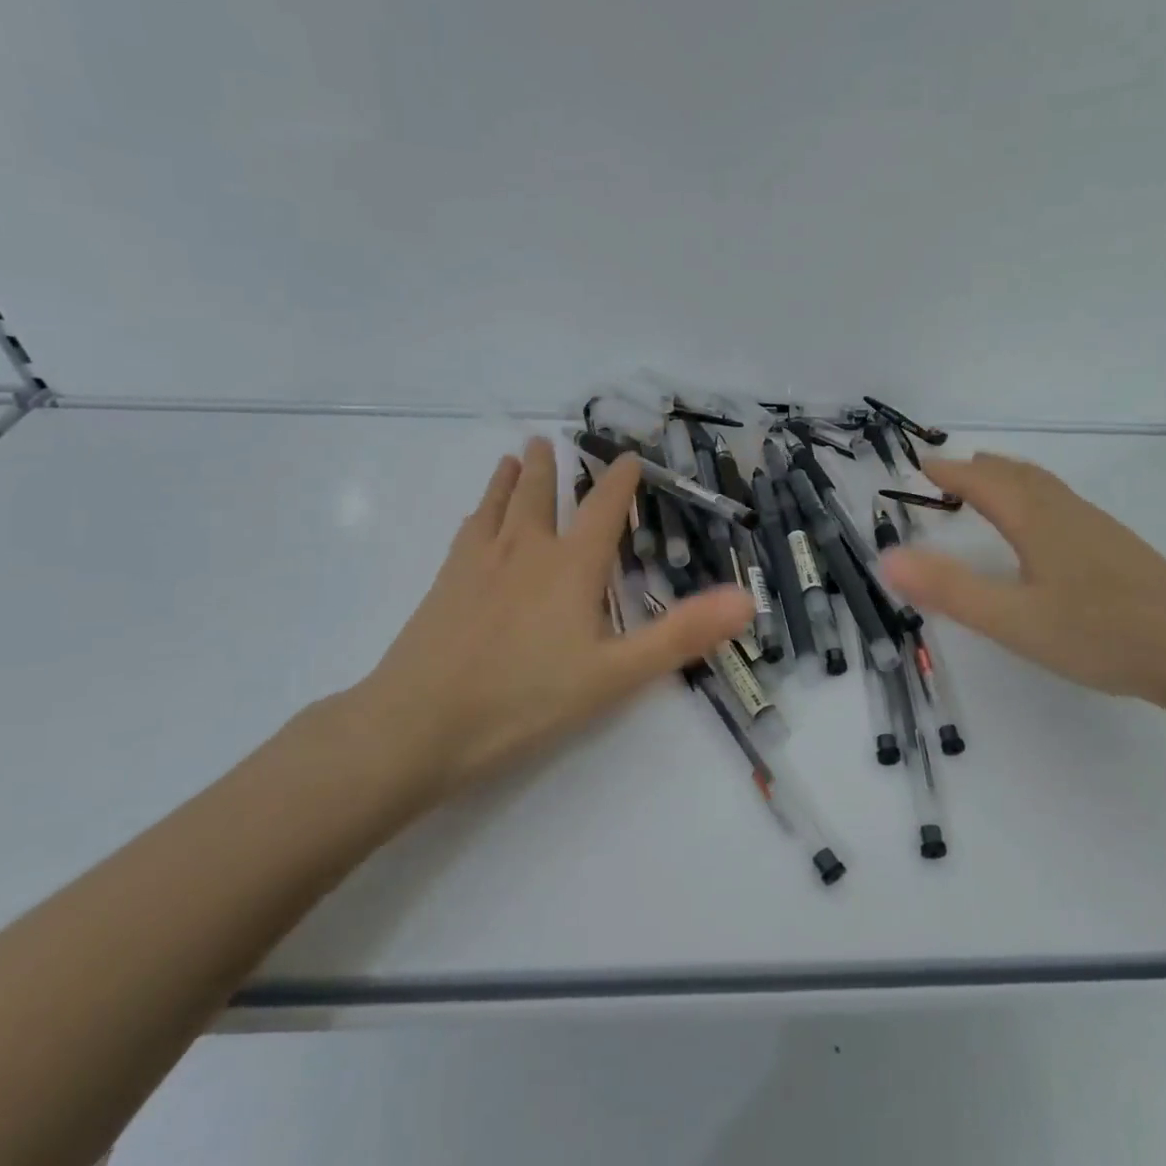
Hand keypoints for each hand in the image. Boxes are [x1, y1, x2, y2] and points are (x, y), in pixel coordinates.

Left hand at [335, 438, 753, 804]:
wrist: (418, 725)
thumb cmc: (525, 699)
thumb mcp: (615, 674)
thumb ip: (681, 635)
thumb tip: (747, 599)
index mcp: (571, 566)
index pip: (603, 509)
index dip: (620, 482)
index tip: (630, 458)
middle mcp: (525, 550)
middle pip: (540, 495)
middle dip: (549, 468)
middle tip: (548, 441)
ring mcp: (478, 564)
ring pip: (498, 506)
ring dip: (509, 479)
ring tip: (512, 457)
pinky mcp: (444, 584)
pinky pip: (467, 532)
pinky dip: (478, 513)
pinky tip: (474, 519)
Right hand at [881, 452, 1165, 710]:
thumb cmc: (1098, 634)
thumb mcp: (1012, 620)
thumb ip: (949, 589)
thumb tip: (887, 558)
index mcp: (1037, 521)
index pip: (984, 483)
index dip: (950, 473)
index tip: (922, 465)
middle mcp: (1066, 513)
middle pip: (1018, 475)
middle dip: (980, 469)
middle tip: (952, 471)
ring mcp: (1098, 529)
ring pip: (1046, 488)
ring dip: (1011, 478)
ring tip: (992, 486)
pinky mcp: (1119, 549)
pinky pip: (1064, 504)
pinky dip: (1037, 496)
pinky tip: (1046, 528)